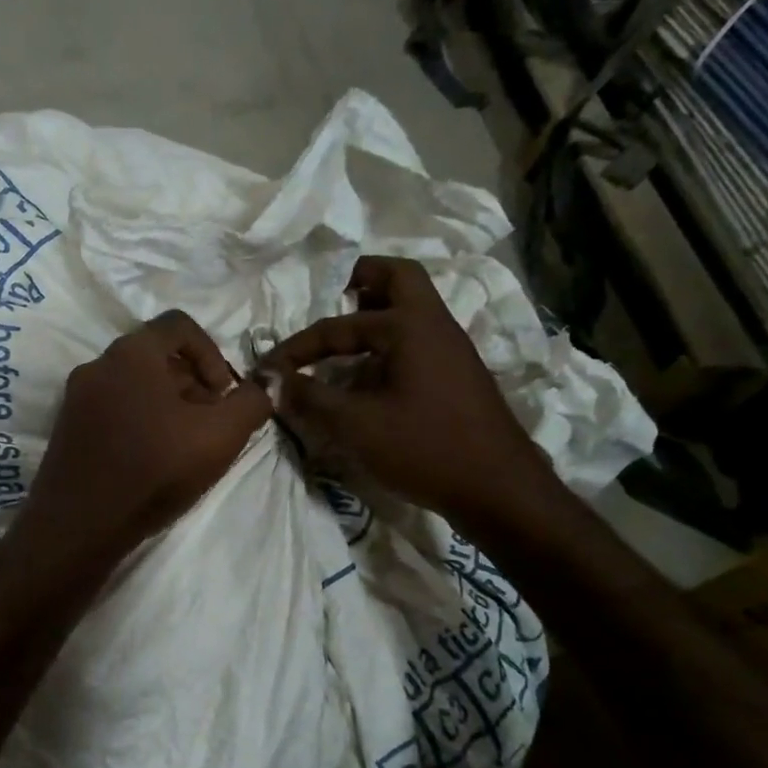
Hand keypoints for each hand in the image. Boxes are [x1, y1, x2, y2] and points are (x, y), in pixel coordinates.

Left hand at [17, 311, 270, 558]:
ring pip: (132, 383)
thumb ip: (252, 402)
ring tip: (182, 444)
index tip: (223, 393)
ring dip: (166, 403)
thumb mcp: (220, 436)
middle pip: (155, 355)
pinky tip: (150, 458)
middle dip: (191, 381)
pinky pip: (111, 407)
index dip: (212, 352)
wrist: (80, 524)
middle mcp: (97, 364)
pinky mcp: (66, 427)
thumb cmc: (154, 470)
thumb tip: (266, 382)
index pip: (179, 325)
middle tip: (208, 421)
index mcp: (132, 352)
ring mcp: (76, 397)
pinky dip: (138, 419)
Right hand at [262, 256, 552, 523]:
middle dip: (359, 280)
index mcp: (410, 326)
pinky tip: (366, 378)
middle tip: (329, 297)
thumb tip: (276, 381)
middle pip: (398, 278)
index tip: (268, 369)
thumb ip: (311, 398)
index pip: (339, 325)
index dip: (298, 347)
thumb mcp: (356, 426)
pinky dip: (387, 345)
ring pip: (411, 310)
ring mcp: (452, 350)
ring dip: (374, 315)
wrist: (498, 488)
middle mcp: (435, 326)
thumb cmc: (425, 448)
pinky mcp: (456, 376)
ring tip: (339, 342)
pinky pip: (416, 341)